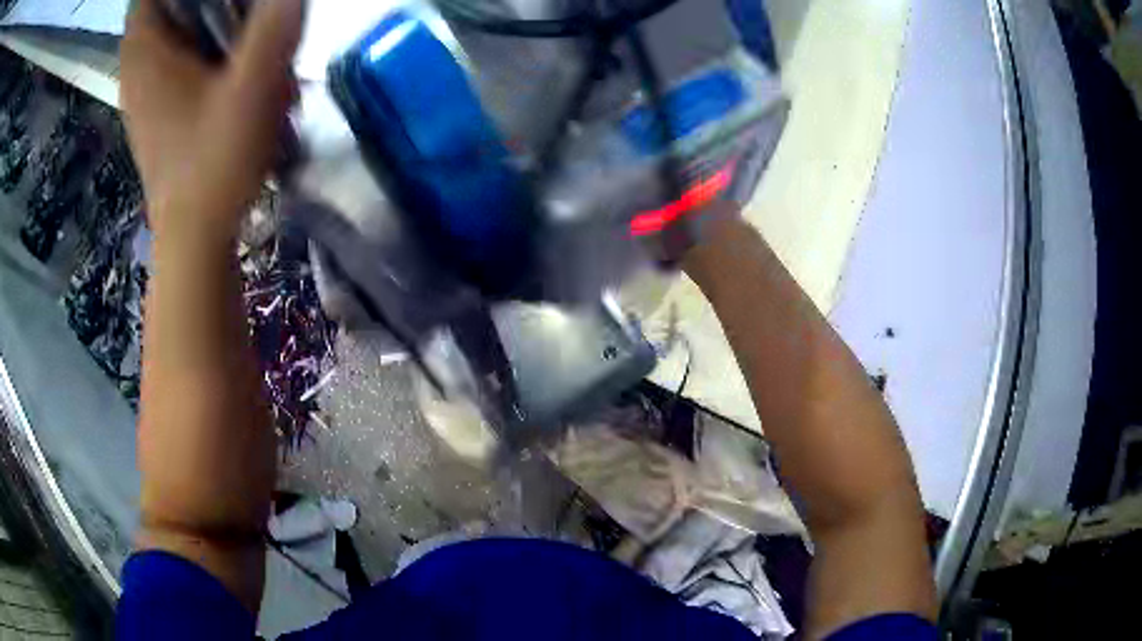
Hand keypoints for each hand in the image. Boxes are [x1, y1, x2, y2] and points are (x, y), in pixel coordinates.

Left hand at [120, 0, 303, 248]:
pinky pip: (172, 65)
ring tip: (244, 45)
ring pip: (170, 37)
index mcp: (146, 53)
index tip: (219, 1)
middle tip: (241, 15)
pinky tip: (230, 76)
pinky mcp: (155, 115)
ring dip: (208, 30)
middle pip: (163, 9)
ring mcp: (143, 95)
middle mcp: (136, 69)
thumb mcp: (252, 87)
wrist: (194, 239)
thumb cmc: (214, 163)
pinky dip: (201, 57)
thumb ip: (273, 29)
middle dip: (205, 6)